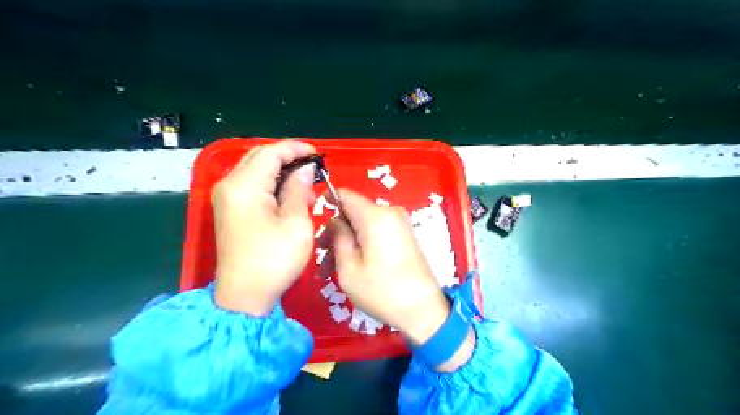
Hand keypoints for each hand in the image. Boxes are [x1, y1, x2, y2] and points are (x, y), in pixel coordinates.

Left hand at [214, 140, 317, 316]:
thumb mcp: (296, 223)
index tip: (319, 155)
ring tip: (308, 187)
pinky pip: (253, 186)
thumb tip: (305, 169)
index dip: (296, 149)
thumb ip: (299, 189)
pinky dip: (273, 185)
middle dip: (289, 158)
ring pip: (257, 170)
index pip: (271, 152)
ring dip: (282, 172)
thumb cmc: (274, 260)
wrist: (245, 296)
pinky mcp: (231, 209)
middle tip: (314, 167)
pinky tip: (292, 197)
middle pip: (261, 157)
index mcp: (244, 185)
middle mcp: (230, 185)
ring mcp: (227, 197)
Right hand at [331, 190, 451, 344]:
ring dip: (347, 242)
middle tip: (321, 256)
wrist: (423, 309)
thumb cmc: (381, 291)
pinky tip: (351, 266)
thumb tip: (335, 221)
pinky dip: (362, 244)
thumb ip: (338, 238)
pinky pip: (377, 232)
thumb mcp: (348, 268)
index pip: (347, 195)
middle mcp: (390, 213)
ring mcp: (400, 224)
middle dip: (336, 232)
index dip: (329, 198)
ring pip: (364, 225)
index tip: (316, 211)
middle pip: (355, 213)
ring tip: (331, 269)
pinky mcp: (405, 236)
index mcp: (375, 217)